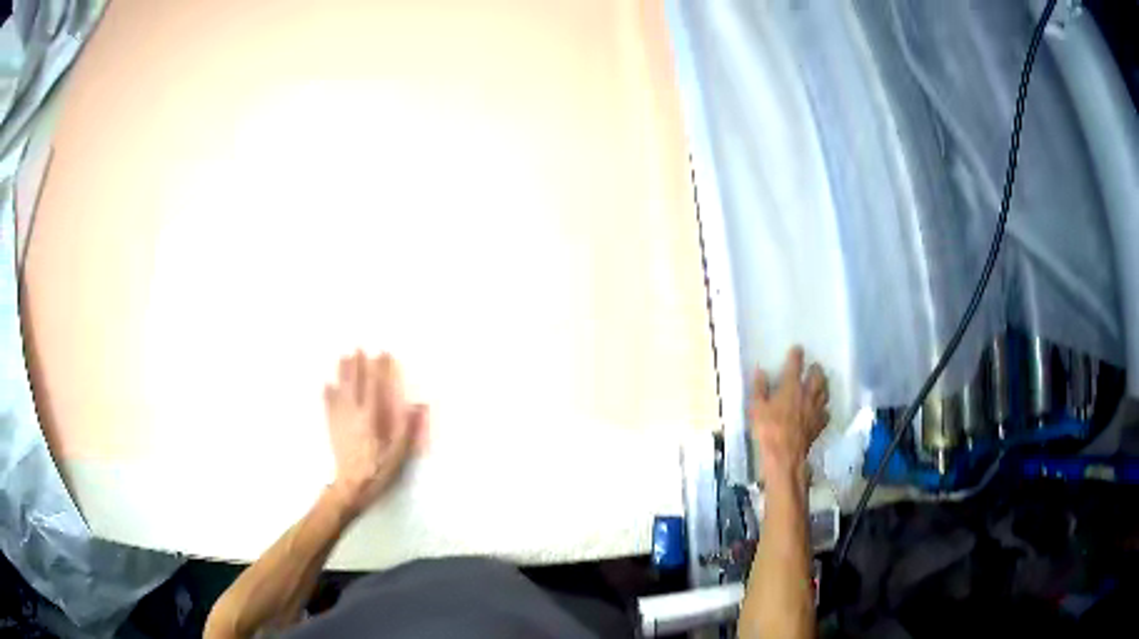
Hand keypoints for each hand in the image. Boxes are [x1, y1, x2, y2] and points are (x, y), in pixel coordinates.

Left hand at [324, 351, 426, 514]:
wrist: (352, 487)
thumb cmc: (378, 470)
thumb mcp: (399, 452)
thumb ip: (406, 427)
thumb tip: (417, 404)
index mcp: (370, 417)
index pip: (375, 387)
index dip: (379, 369)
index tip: (383, 353)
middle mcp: (353, 414)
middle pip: (355, 384)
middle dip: (357, 365)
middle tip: (358, 348)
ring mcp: (341, 421)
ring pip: (341, 391)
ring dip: (342, 373)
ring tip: (343, 357)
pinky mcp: (333, 429)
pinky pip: (329, 406)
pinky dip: (328, 393)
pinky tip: (327, 384)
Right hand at [749, 346, 828, 483]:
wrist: (785, 454)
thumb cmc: (768, 429)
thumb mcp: (757, 408)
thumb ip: (760, 388)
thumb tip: (760, 371)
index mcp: (791, 387)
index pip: (795, 365)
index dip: (796, 355)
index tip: (798, 348)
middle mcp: (807, 394)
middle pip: (817, 376)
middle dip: (816, 369)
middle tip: (814, 367)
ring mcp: (816, 409)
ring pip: (825, 392)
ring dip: (823, 386)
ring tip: (821, 384)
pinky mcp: (819, 424)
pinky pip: (825, 413)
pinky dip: (824, 409)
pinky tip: (821, 411)